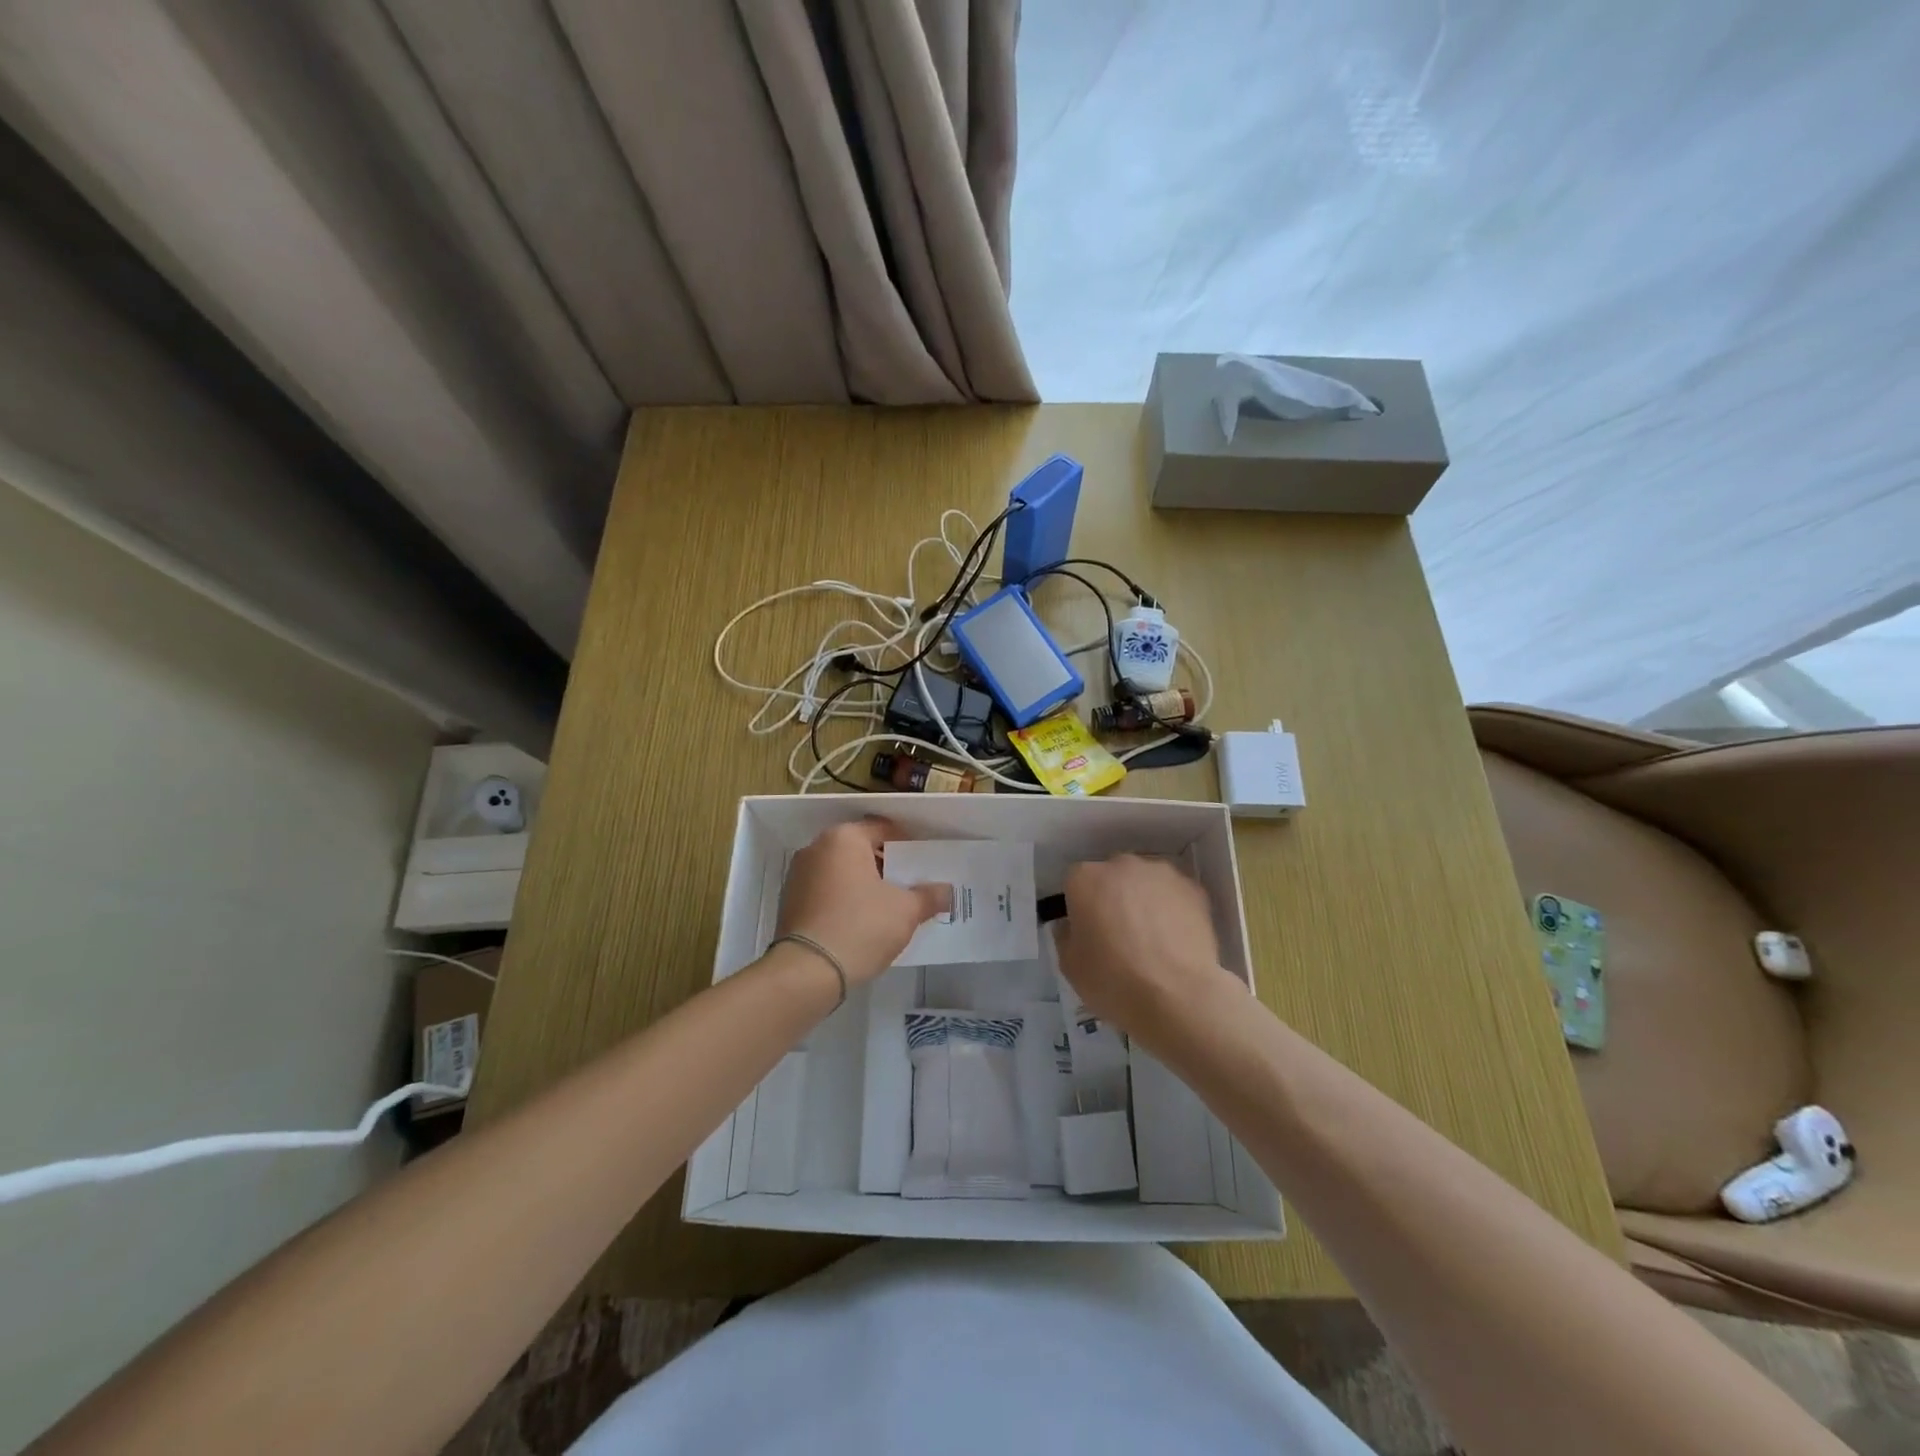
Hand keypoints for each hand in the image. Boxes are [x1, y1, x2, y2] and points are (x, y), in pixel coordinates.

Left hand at [776, 819, 951, 984]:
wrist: (808, 971)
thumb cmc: (861, 926)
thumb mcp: (906, 911)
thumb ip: (928, 896)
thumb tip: (946, 891)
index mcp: (844, 838)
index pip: (883, 828)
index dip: (907, 844)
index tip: (924, 862)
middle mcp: (816, 848)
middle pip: (860, 849)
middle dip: (885, 865)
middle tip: (910, 884)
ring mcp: (798, 875)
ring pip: (841, 871)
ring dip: (864, 883)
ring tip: (889, 905)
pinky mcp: (789, 902)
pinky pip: (826, 891)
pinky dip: (844, 899)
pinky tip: (862, 921)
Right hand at [1057, 855, 1237, 1040]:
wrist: (1177, 997)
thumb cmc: (1113, 981)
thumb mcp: (1069, 966)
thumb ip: (1066, 935)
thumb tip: (1073, 926)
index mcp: (1085, 878)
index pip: (1075, 883)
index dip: (1080, 907)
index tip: (1088, 932)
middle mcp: (1122, 865)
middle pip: (1112, 876)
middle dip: (1113, 897)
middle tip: (1120, 934)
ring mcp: (1161, 873)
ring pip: (1145, 882)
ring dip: (1144, 900)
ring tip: (1153, 938)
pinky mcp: (1194, 888)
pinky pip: (1174, 894)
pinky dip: (1172, 909)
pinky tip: (1175, 940)